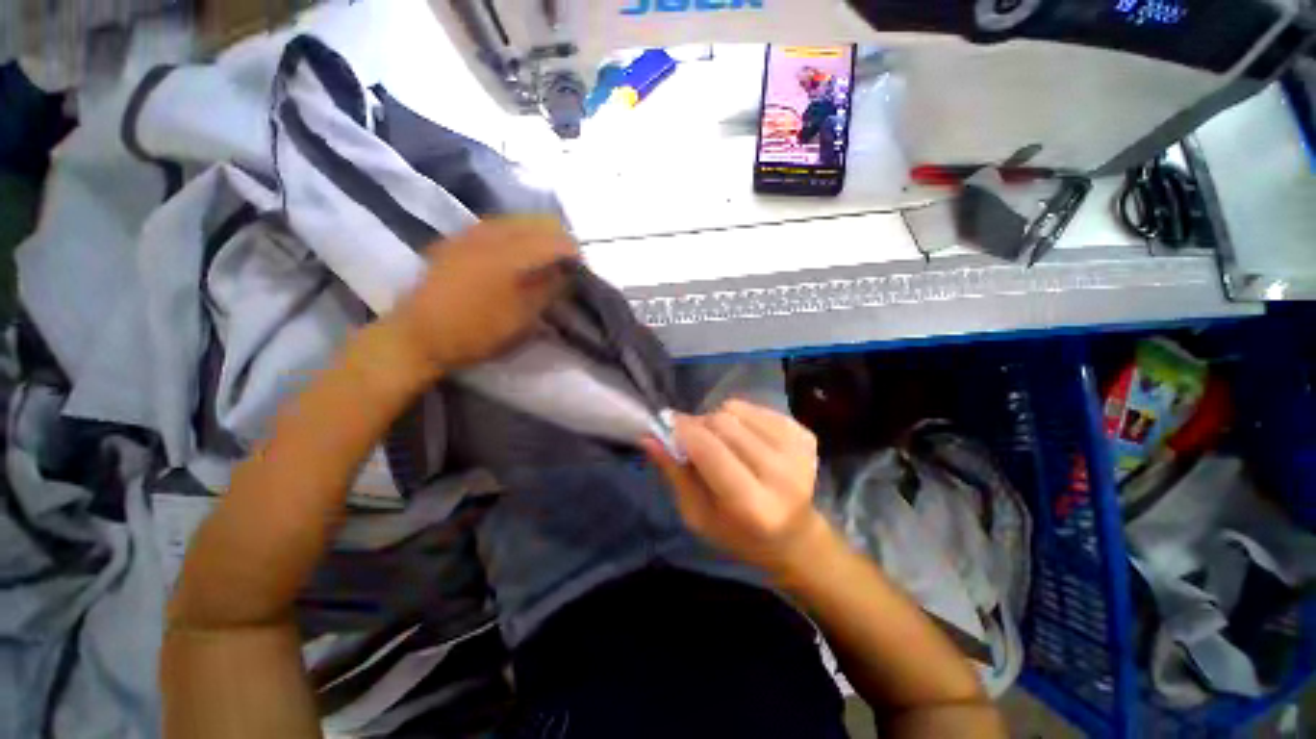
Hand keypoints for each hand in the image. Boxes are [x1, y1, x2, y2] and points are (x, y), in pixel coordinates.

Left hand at [387, 217, 578, 377]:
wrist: (418, 335)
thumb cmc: (476, 331)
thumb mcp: (522, 318)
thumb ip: (547, 290)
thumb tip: (566, 272)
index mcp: (508, 254)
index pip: (552, 240)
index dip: (572, 251)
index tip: (582, 268)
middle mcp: (490, 234)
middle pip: (536, 222)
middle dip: (557, 239)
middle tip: (566, 263)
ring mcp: (470, 234)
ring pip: (515, 221)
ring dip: (536, 236)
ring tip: (545, 258)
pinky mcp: (457, 240)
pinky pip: (495, 227)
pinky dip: (515, 236)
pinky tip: (516, 254)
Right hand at [644, 400, 825, 572]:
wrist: (793, 535)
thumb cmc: (738, 534)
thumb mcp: (698, 515)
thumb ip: (674, 474)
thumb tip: (649, 436)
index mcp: (753, 506)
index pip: (709, 450)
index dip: (683, 432)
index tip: (668, 427)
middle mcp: (781, 475)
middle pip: (724, 423)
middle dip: (699, 425)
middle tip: (692, 437)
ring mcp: (798, 451)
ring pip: (737, 410)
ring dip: (719, 420)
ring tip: (720, 441)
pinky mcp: (805, 435)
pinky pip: (756, 408)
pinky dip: (740, 417)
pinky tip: (743, 439)